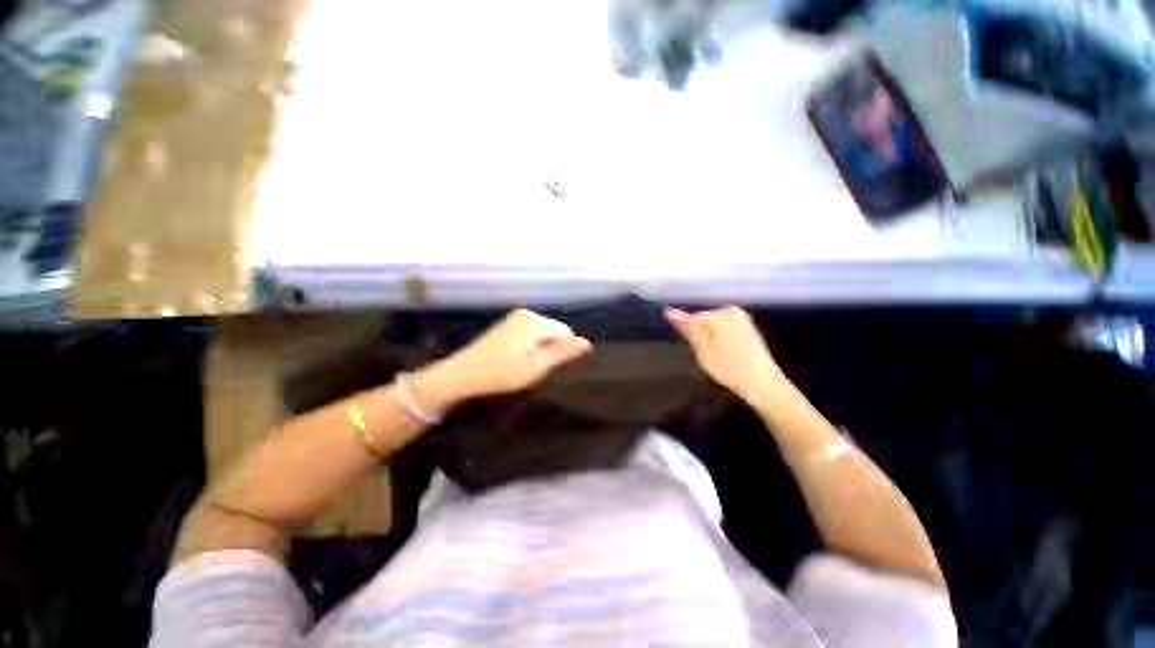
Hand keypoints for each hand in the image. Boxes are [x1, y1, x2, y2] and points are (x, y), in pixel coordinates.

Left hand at [417, 309, 591, 407]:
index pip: (566, 332)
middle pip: (554, 330)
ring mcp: (515, 317)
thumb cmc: (501, 373)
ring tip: (522, 365)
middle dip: (550, 348)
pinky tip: (514, 358)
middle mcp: (527, 314)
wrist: (462, 375)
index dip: (561, 351)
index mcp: (535, 321)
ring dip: (539, 348)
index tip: (546, 367)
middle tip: (532, 368)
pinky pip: (530, 332)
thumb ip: (562, 353)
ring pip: (542, 332)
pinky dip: (529, 345)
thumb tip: (587, 343)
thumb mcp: (536, 367)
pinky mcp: (507, 324)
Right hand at [665, 306, 783, 404]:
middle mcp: (731, 311)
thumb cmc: (730, 369)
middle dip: (696, 331)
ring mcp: (741, 318)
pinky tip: (720, 350)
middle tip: (698, 350)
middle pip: (703, 318)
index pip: (691, 317)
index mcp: (719, 315)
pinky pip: (723, 326)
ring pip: (713, 323)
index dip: (683, 328)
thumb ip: (688, 329)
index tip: (679, 339)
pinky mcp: (747, 327)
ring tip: (709, 352)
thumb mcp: (703, 351)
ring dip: (707, 334)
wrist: (763, 384)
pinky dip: (717, 336)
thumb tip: (669, 312)